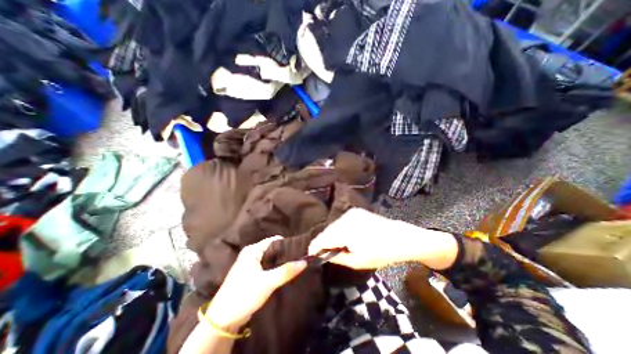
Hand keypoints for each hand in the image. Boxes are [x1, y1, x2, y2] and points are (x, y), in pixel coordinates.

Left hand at [206, 237, 306, 329]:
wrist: (223, 321)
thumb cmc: (244, 295)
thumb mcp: (267, 283)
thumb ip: (286, 271)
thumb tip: (304, 261)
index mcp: (253, 250)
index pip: (274, 240)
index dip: (288, 244)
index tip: (301, 249)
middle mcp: (252, 254)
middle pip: (274, 249)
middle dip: (286, 254)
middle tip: (301, 258)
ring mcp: (252, 264)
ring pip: (272, 259)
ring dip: (282, 262)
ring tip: (296, 265)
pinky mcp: (253, 274)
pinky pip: (268, 267)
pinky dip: (277, 269)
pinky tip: (286, 273)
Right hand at [309, 208, 456, 269]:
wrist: (400, 237)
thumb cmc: (381, 253)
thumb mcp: (357, 261)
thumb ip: (337, 257)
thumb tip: (322, 255)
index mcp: (345, 230)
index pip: (323, 238)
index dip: (315, 247)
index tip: (310, 255)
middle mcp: (345, 217)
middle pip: (327, 230)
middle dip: (323, 241)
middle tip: (322, 253)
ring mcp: (351, 212)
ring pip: (334, 225)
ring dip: (331, 235)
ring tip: (333, 246)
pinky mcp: (356, 211)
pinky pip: (341, 221)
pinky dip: (339, 230)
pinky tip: (343, 237)